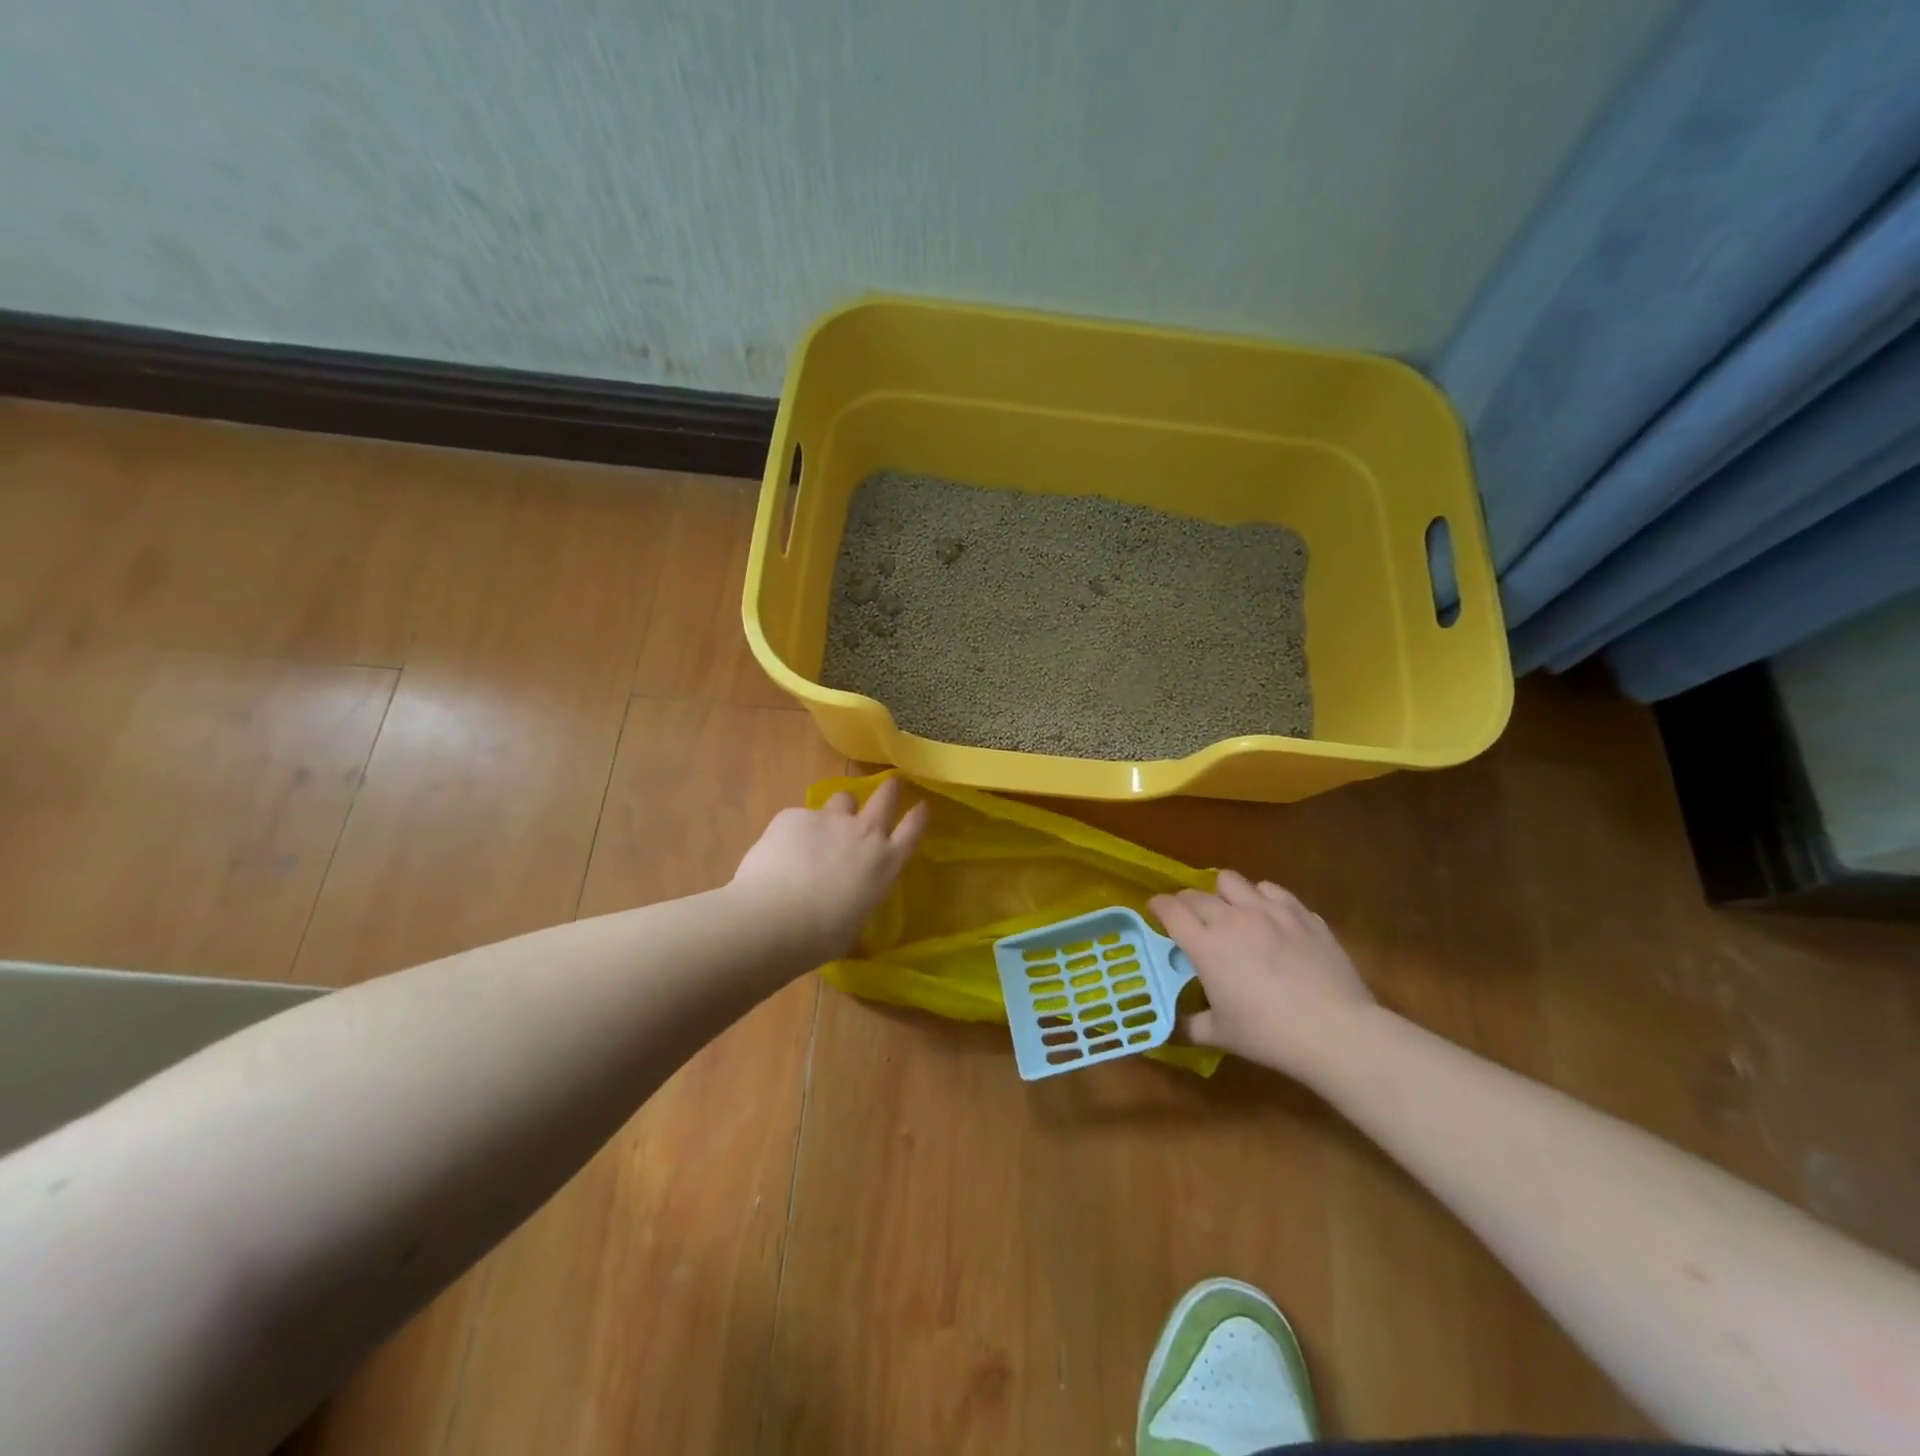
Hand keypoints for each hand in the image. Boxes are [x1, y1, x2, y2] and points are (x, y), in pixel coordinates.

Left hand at [731, 777, 929, 964]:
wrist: (771, 919)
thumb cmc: (819, 937)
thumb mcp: (853, 923)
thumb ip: (858, 898)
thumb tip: (848, 899)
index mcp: (884, 863)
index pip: (913, 829)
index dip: (919, 815)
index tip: (921, 806)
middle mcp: (863, 833)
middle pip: (886, 796)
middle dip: (890, 789)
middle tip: (889, 786)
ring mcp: (829, 819)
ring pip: (843, 798)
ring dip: (839, 809)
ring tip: (824, 827)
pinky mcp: (794, 815)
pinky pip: (800, 816)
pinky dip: (795, 830)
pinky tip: (780, 852)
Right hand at [1149, 870, 1375, 1083]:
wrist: (1336, 1031)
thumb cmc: (1269, 1035)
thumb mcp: (1221, 1035)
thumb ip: (1190, 1025)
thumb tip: (1172, 1028)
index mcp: (1205, 945)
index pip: (1169, 909)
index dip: (1157, 906)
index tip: (1155, 910)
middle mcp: (1232, 918)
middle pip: (1196, 894)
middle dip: (1186, 902)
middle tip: (1190, 919)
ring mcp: (1269, 911)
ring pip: (1232, 881)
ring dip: (1224, 893)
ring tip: (1231, 911)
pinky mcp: (1301, 913)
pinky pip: (1273, 890)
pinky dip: (1263, 898)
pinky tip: (1270, 917)